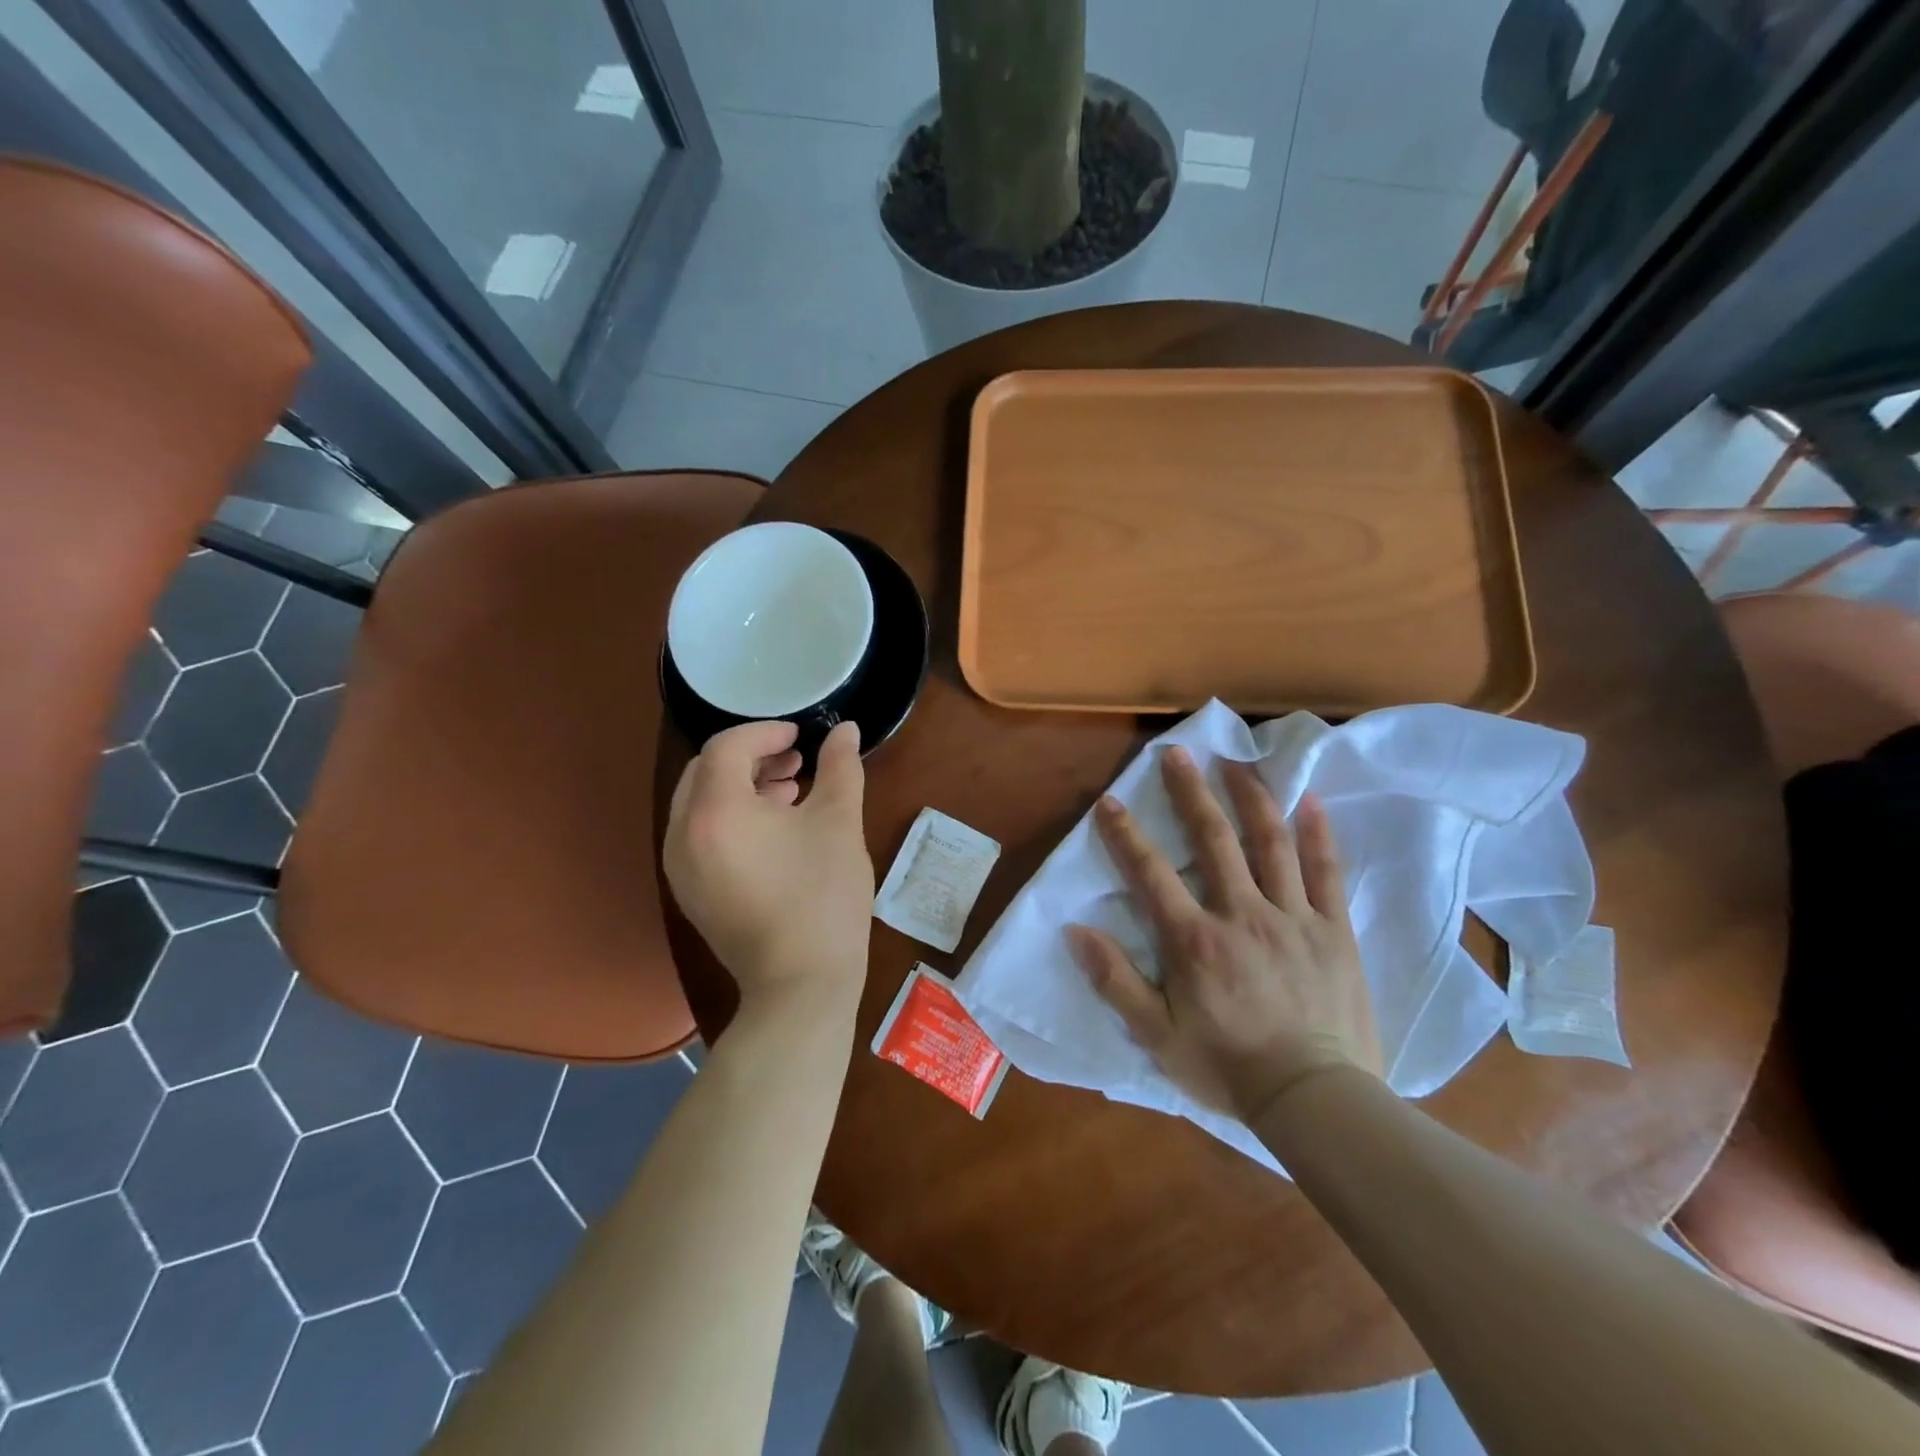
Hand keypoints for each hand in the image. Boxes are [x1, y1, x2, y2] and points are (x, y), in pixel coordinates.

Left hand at [664, 720, 872, 1014]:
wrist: (801, 985)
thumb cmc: (822, 896)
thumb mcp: (839, 823)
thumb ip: (840, 767)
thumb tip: (847, 729)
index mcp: (715, 810)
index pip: (727, 747)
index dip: (765, 732)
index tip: (801, 735)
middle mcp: (682, 834)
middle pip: (705, 771)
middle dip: (751, 757)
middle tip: (796, 761)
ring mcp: (680, 867)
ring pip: (700, 803)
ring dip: (741, 786)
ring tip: (790, 792)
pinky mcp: (690, 891)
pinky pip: (700, 834)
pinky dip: (730, 817)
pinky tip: (774, 830)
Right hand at [1068, 747, 1383, 1122]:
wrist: (1316, 1101)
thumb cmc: (1228, 1067)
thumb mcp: (1156, 1035)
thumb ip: (1115, 980)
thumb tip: (1075, 930)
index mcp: (1194, 939)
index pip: (1151, 873)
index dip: (1125, 835)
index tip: (1109, 801)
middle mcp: (1241, 914)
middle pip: (1213, 841)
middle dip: (1191, 792)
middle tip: (1177, 752)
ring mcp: (1292, 917)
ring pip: (1270, 844)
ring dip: (1250, 798)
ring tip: (1236, 761)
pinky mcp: (1333, 930)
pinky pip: (1326, 874)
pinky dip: (1318, 835)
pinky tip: (1310, 802)